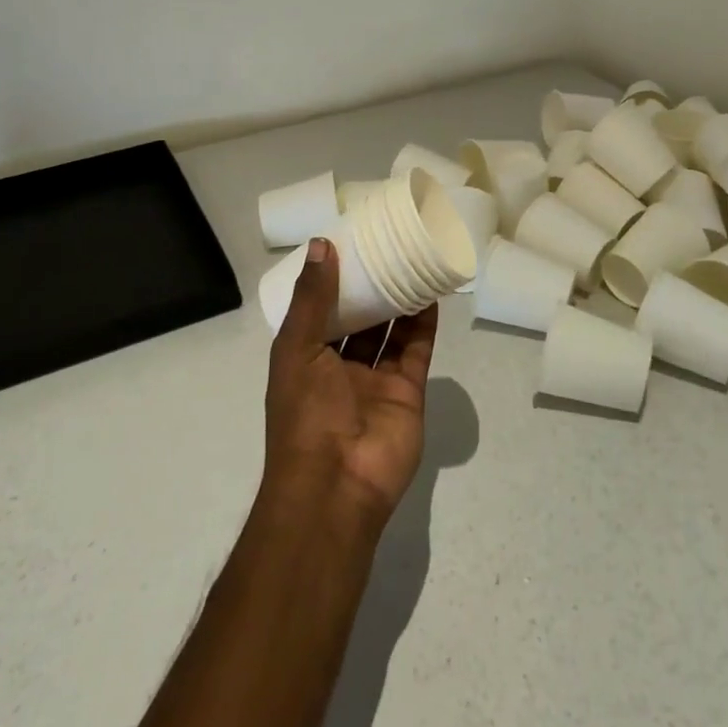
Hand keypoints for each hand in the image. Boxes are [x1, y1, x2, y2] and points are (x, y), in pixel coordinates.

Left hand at [265, 237, 436, 528]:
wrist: (337, 485)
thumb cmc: (306, 412)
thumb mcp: (296, 348)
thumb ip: (312, 297)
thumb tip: (321, 244)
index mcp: (305, 357)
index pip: (319, 308)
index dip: (332, 278)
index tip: (348, 241)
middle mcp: (338, 366)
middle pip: (358, 317)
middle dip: (369, 285)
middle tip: (386, 245)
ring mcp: (375, 380)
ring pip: (389, 330)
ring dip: (399, 298)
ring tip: (412, 259)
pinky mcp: (407, 390)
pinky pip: (416, 349)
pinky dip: (423, 322)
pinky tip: (431, 291)